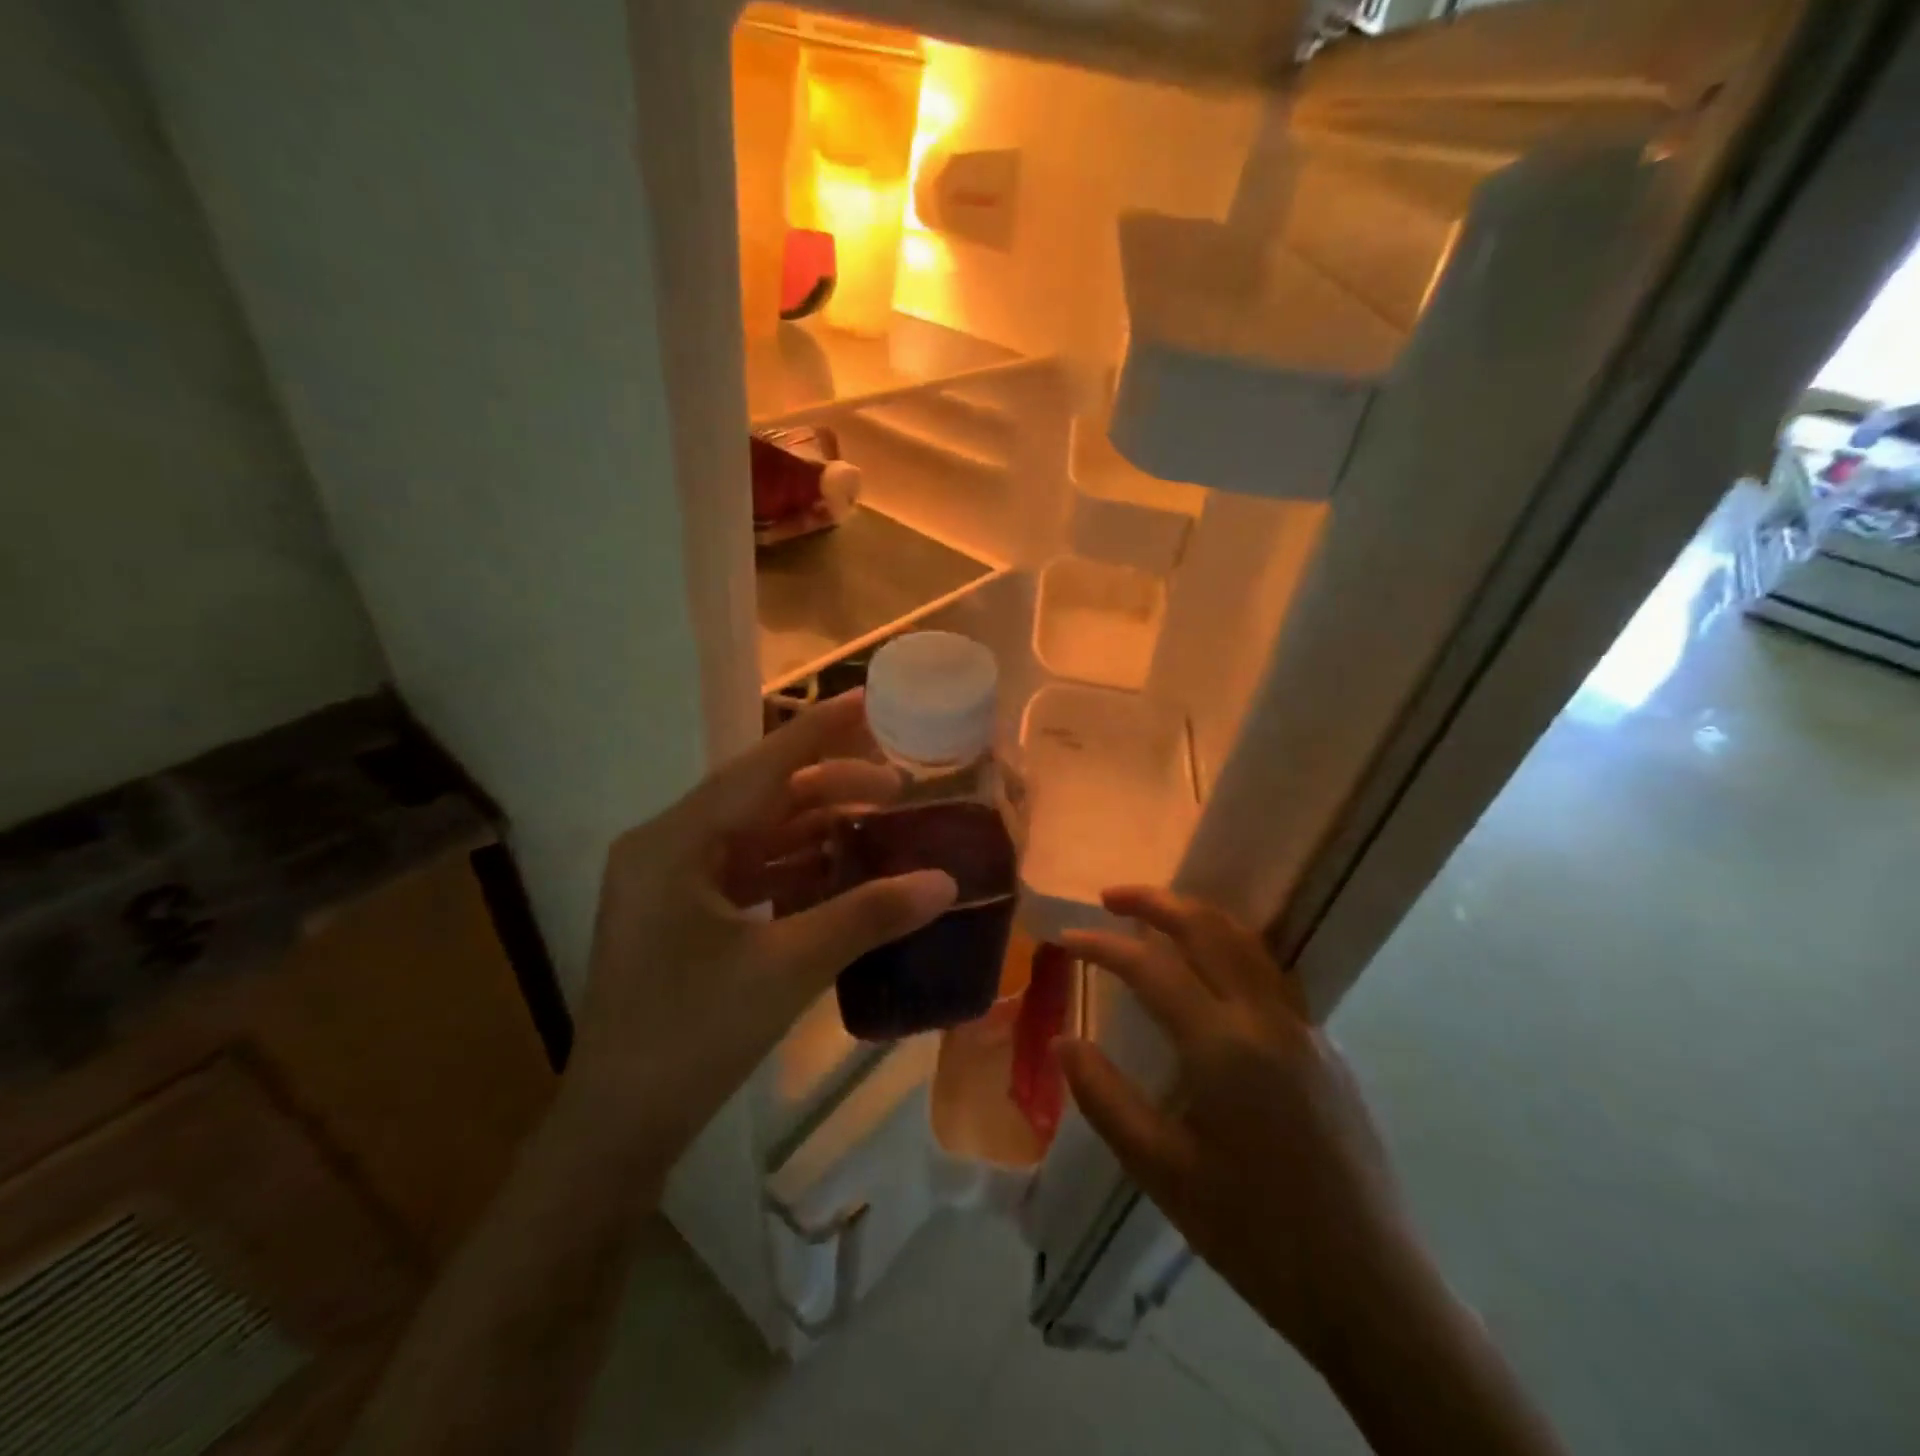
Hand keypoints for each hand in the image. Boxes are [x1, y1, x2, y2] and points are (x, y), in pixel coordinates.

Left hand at [559, 692, 955, 1197]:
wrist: (618, 1127)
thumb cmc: (691, 1038)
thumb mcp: (785, 970)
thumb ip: (866, 916)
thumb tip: (944, 882)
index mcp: (674, 843)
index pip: (760, 769)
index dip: (818, 731)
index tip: (867, 698)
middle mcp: (666, 848)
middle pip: (760, 798)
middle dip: (830, 788)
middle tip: (897, 787)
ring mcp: (670, 883)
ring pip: (756, 835)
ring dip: (816, 829)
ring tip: (881, 825)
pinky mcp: (682, 915)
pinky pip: (747, 871)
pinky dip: (795, 867)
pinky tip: (840, 870)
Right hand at [1058, 887, 1421, 1367]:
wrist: (1371, 1291)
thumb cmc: (1255, 1234)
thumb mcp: (1162, 1172)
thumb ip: (1105, 1098)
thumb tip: (1063, 1041)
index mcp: (1224, 1046)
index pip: (1151, 967)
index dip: (1102, 946)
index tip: (1065, 939)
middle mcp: (1268, 1019)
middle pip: (1208, 929)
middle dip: (1155, 902)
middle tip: (1110, 897)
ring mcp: (1305, 1030)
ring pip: (1247, 943)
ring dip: (1197, 917)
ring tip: (1157, 918)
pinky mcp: (1327, 1049)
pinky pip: (1271, 975)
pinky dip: (1230, 949)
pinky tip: (1212, 976)